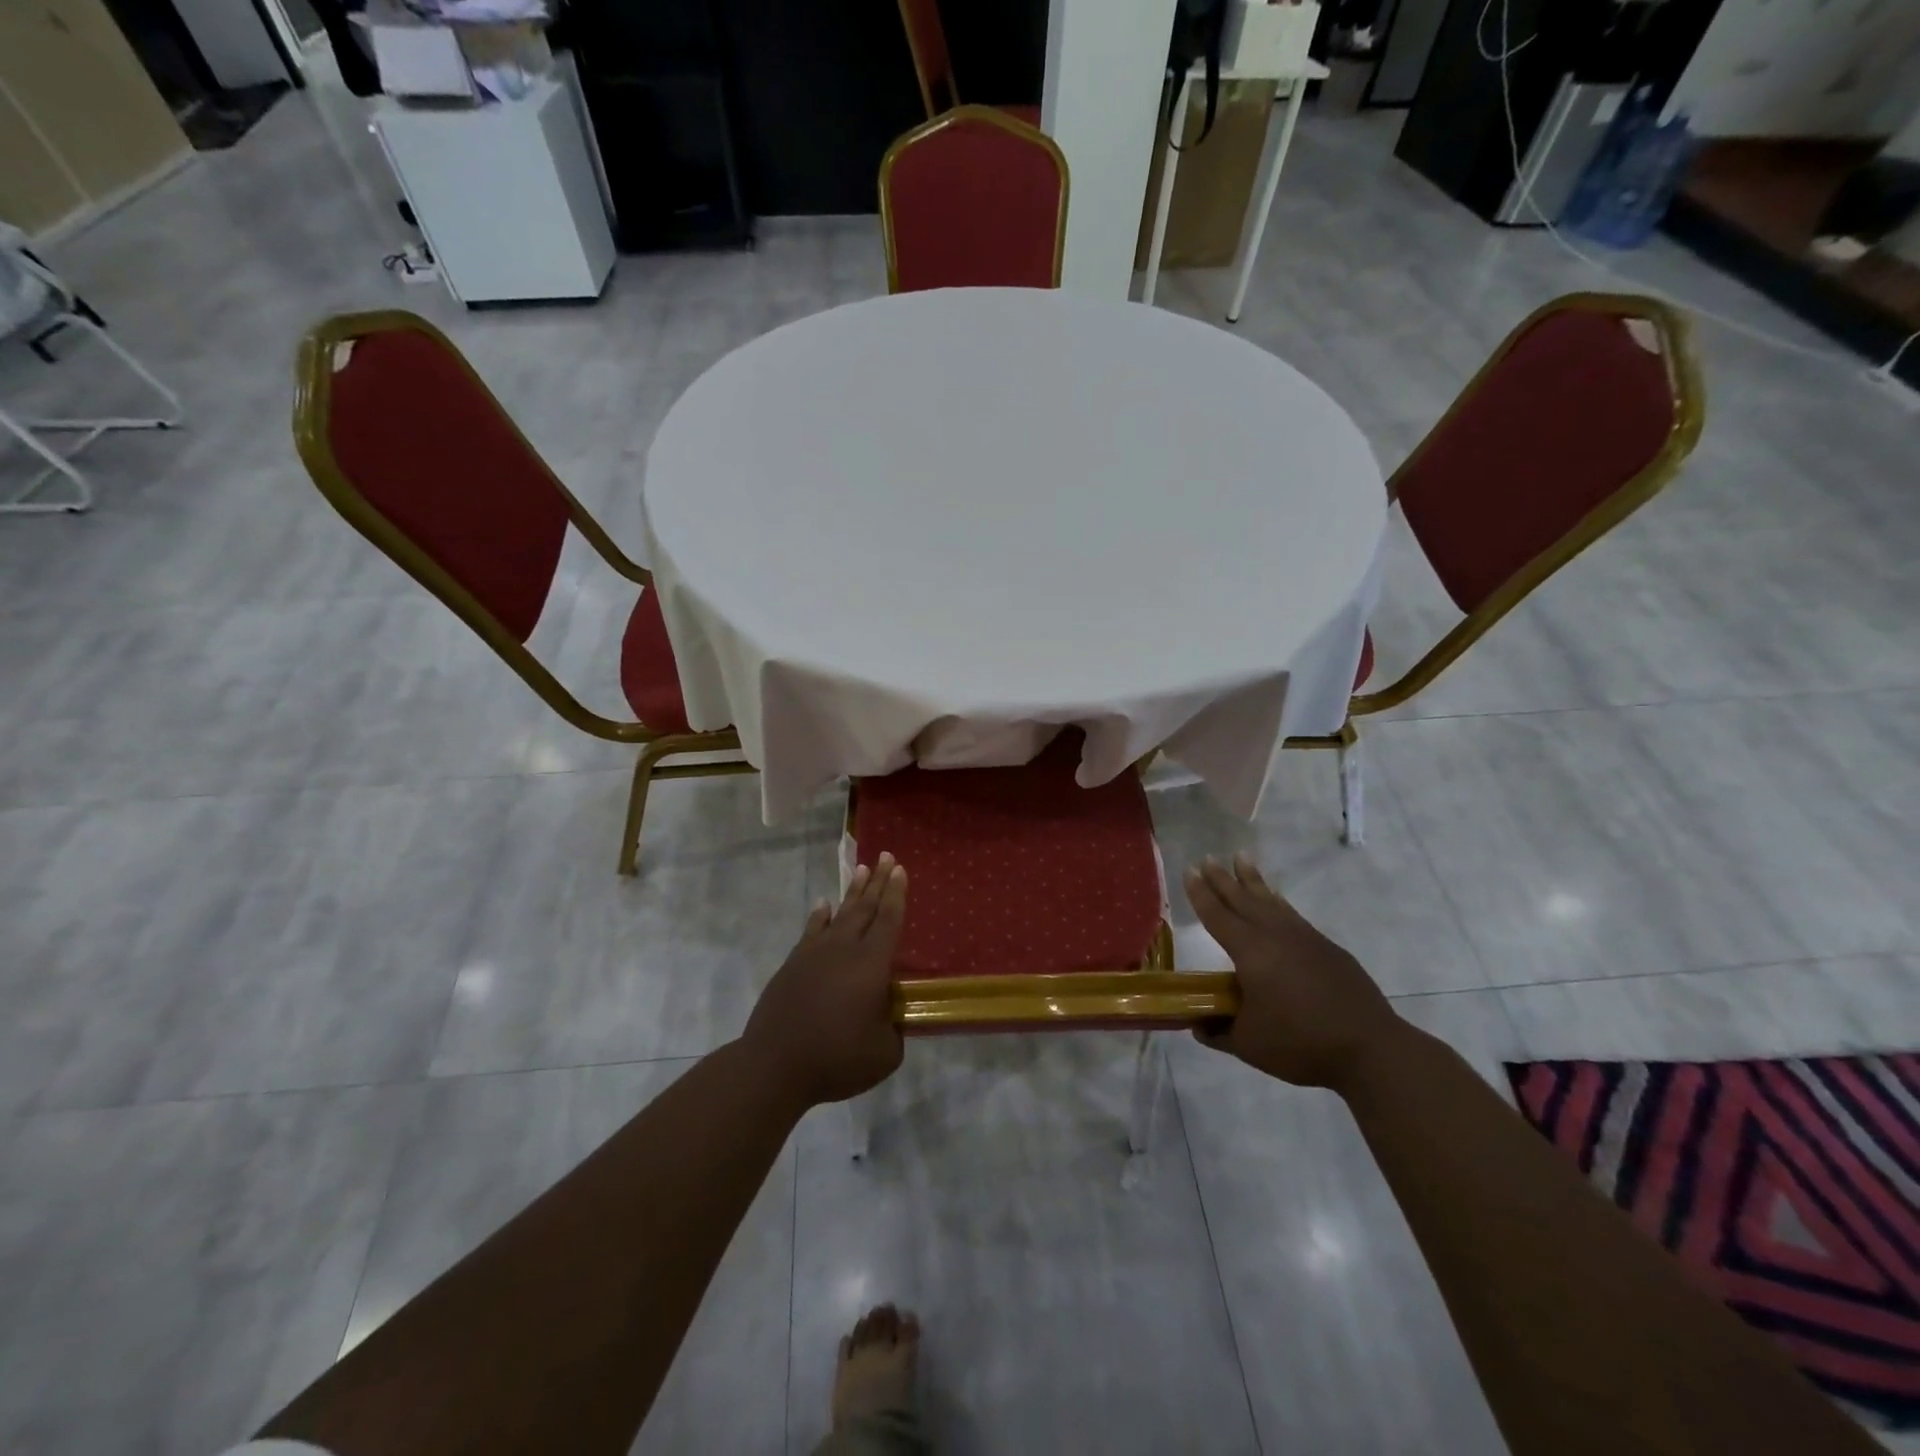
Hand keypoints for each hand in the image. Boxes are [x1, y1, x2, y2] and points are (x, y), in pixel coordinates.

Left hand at [743, 853, 908, 1106]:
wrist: (775, 1064)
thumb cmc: (837, 1057)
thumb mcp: (884, 1053)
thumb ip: (894, 1030)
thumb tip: (889, 1020)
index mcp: (872, 964)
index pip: (889, 920)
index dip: (896, 894)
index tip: (899, 869)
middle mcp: (845, 949)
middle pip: (865, 908)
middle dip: (877, 881)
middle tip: (885, 856)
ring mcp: (815, 954)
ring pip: (839, 914)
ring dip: (852, 892)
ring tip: (860, 870)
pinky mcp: (793, 965)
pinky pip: (811, 931)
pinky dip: (820, 916)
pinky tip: (824, 905)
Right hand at [1185, 854, 1403, 1092]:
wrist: (1370, 1048)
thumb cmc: (1301, 1043)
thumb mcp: (1249, 1045)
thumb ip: (1219, 1032)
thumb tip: (1198, 1025)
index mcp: (1251, 952)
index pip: (1217, 916)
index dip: (1201, 894)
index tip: (1189, 871)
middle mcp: (1275, 936)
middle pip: (1243, 900)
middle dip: (1222, 879)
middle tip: (1207, 859)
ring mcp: (1305, 938)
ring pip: (1271, 900)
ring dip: (1252, 880)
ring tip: (1240, 858)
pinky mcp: (1327, 948)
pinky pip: (1291, 914)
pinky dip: (1277, 901)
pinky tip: (1275, 900)